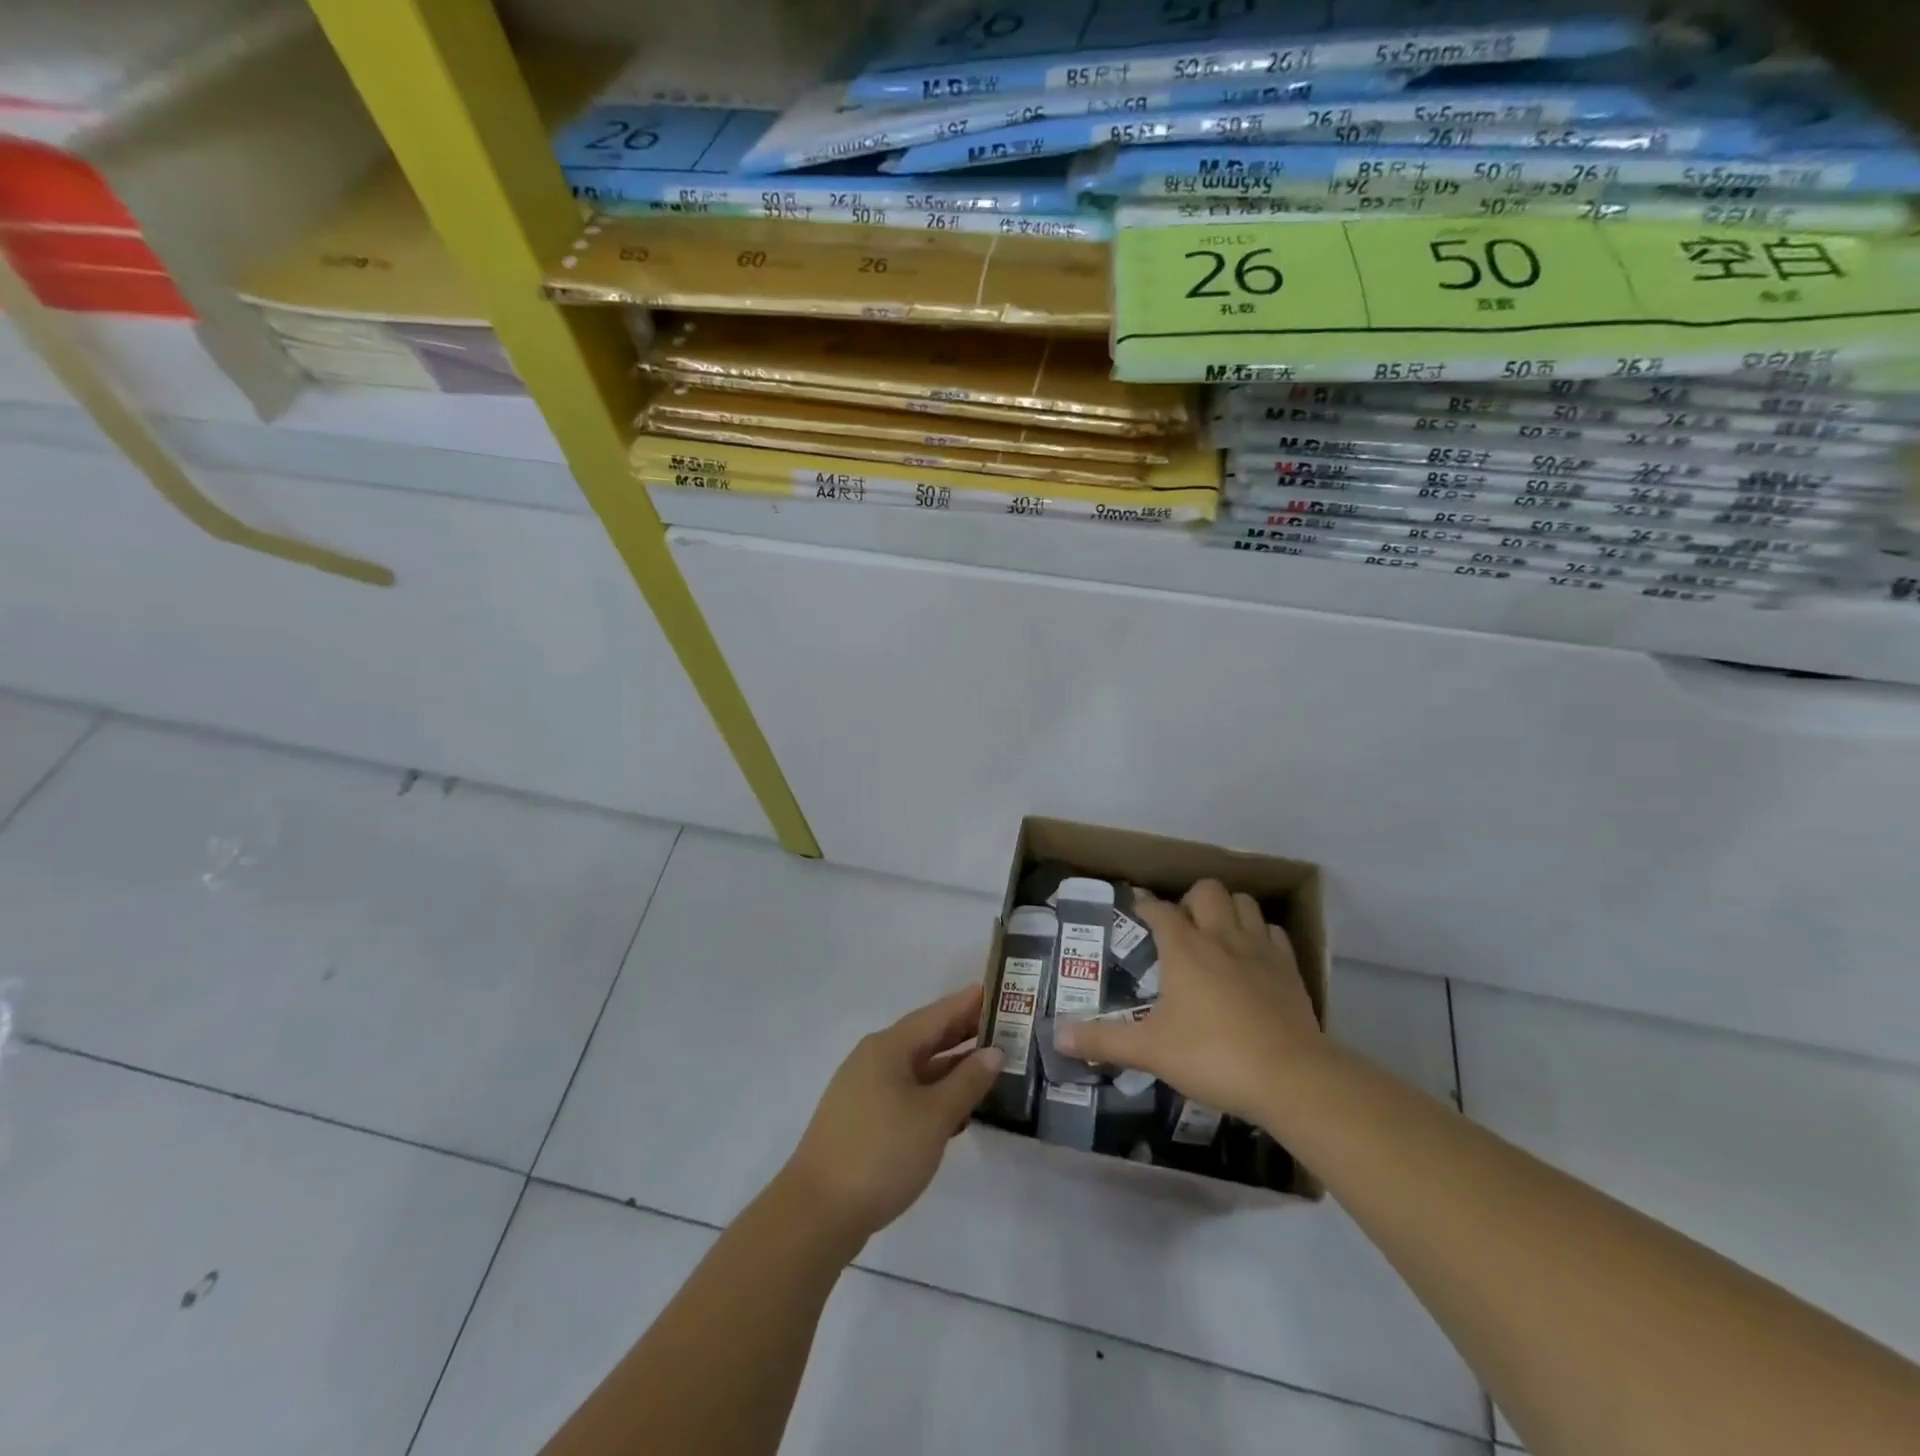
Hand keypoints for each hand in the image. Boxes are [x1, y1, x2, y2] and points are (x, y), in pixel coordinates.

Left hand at [780, 985, 1003, 1250]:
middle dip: (963, 1032)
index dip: (968, 1003)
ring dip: (952, 1066)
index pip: (937, 1015)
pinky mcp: (864, 1119)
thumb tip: (994, 1052)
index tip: (999, 991)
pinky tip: (959, 1108)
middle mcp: (875, 1059)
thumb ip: (967, 1082)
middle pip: (926, 1038)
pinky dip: (935, 1093)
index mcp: (889, 1047)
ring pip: (918, 1068)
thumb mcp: (934, 1117)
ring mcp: (866, 1090)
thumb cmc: (881, 1153)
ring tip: (990, 1064)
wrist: (818, 1212)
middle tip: (1004, 1026)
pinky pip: (907, 1092)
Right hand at [1056, 881, 1321, 1127]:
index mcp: (1184, 949)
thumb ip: (1102, 1041)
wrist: (1291, 1078)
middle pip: (1206, 891)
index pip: (1160, 910)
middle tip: (1180, 927)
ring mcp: (1260, 950)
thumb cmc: (1213, 1056)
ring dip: (1227, 909)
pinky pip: (1273, 933)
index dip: (1145, 906)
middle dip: (1190, 900)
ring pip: (1244, 903)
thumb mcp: (1150, 1051)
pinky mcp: (1289, 969)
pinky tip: (1251, 957)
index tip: (1137, 911)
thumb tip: (1057, 1036)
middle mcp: (1221, 937)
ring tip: (1215, 933)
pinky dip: (1259, 934)